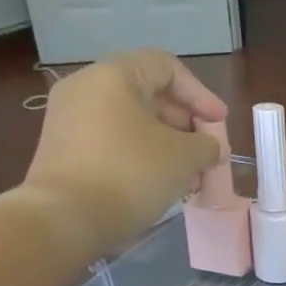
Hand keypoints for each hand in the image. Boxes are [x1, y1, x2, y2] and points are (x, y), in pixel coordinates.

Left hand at [19, 49, 226, 258]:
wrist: (64, 218)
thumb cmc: (130, 174)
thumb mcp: (184, 157)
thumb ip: (207, 145)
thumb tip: (210, 148)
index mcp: (114, 76)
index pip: (167, 67)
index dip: (201, 94)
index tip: (220, 125)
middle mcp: (86, 87)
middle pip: (149, 93)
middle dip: (185, 121)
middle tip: (207, 150)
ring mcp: (70, 118)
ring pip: (132, 120)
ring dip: (167, 142)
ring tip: (189, 171)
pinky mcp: (65, 148)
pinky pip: (113, 140)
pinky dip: (142, 153)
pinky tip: (161, 181)